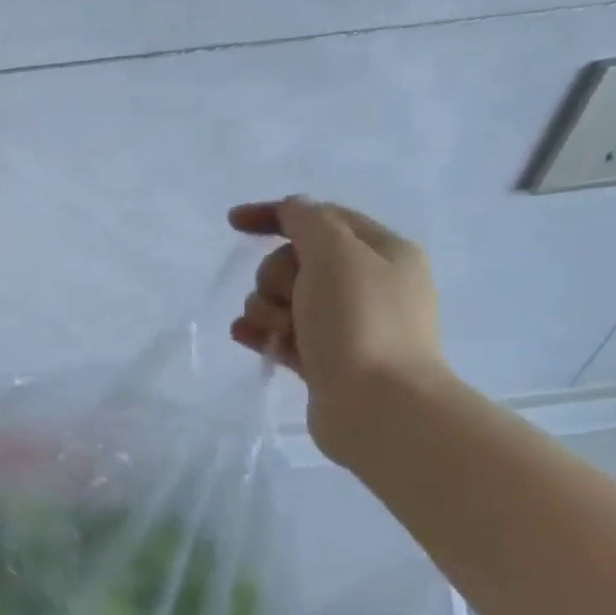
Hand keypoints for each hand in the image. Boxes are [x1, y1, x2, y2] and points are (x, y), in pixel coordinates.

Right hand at [228, 197, 450, 458]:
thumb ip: (308, 222)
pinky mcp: (324, 359)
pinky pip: (280, 333)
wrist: (379, 407)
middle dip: (276, 278)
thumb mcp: (335, 255)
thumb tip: (292, 208)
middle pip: (294, 262)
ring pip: (282, 300)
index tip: (233, 223)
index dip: (275, 215)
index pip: (320, 217)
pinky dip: (262, 332)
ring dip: (268, 310)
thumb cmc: (360, 323)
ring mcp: (345, 325)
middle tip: (289, 299)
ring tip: (280, 333)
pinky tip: (245, 336)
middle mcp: (367, 285)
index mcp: (382, 252)